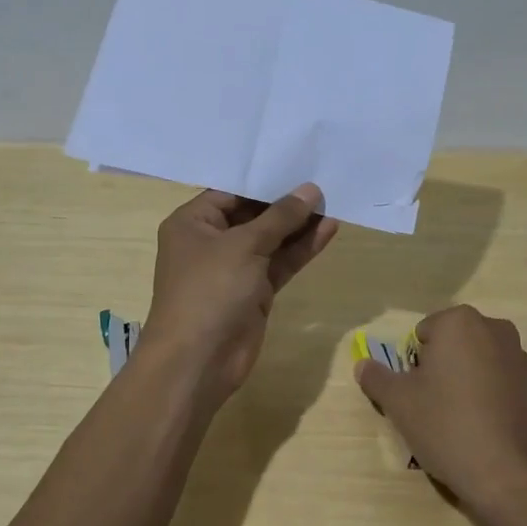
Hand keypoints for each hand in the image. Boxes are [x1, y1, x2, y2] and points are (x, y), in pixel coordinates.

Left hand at [140, 184, 339, 405]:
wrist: (199, 360)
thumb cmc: (210, 290)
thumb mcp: (244, 246)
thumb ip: (280, 217)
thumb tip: (310, 190)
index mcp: (193, 223)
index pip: (231, 191)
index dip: (264, 180)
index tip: (298, 164)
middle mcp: (211, 242)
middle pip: (253, 215)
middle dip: (286, 203)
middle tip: (323, 181)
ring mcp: (234, 269)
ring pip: (271, 240)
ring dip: (299, 226)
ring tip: (333, 203)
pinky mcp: (254, 292)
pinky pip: (280, 263)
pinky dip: (301, 249)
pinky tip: (328, 231)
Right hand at [353, 305, 526, 523]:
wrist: (508, 475)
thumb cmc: (446, 426)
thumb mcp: (399, 403)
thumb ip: (376, 378)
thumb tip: (362, 365)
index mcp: (460, 322)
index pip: (422, 333)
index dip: (413, 363)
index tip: (415, 392)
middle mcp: (494, 329)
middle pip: (452, 344)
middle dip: (439, 367)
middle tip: (431, 405)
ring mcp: (519, 357)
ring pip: (476, 362)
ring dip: (463, 380)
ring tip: (456, 420)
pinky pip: (498, 382)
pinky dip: (486, 395)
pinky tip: (481, 428)